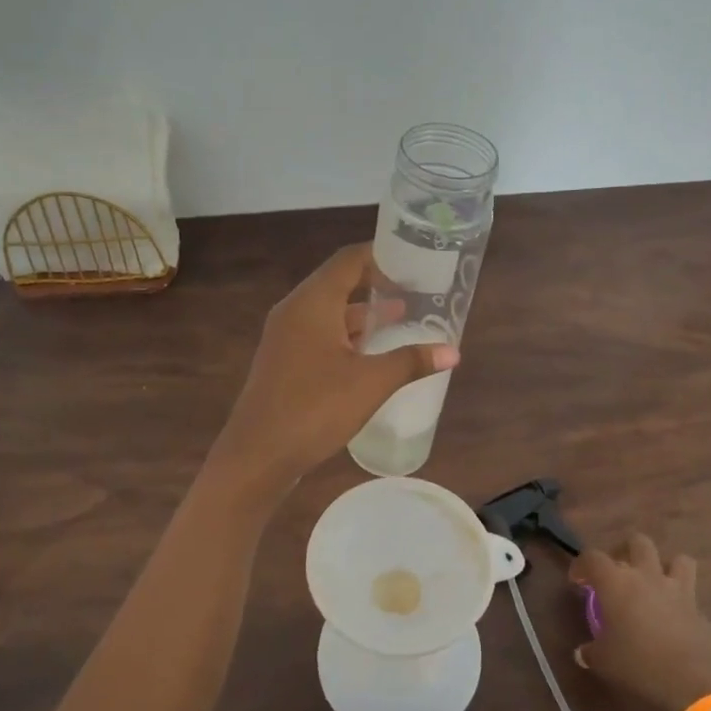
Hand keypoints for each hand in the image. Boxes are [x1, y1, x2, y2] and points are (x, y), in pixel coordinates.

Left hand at [213, 244, 458, 484]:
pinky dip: (345, 335)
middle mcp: (294, 310)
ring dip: (361, 314)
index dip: (380, 256)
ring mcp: (284, 337)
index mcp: (312, 302)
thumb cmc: (315, 408)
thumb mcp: (370, 383)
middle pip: (337, 282)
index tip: (412, 262)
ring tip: (400, 318)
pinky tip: (369, 354)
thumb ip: (410, 361)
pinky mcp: (282, 361)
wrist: (257, 454)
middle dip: (375, 285)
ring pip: (327, 312)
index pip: (348, 260)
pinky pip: (318, 334)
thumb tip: (453, 351)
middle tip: (413, 290)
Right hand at [571, 534, 710, 710]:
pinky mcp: (701, 610)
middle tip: (617, 572)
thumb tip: (583, 652)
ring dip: (664, 566)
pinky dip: (681, 600)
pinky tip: (673, 619)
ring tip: (654, 584)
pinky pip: (690, 594)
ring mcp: (678, 590)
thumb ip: (591, 652)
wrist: (695, 684)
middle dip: (625, 551)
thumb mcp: (604, 662)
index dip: (582, 564)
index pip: (593, 557)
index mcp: (617, 582)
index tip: (578, 580)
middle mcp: (647, 576)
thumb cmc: (639, 665)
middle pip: (638, 542)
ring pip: (677, 559)